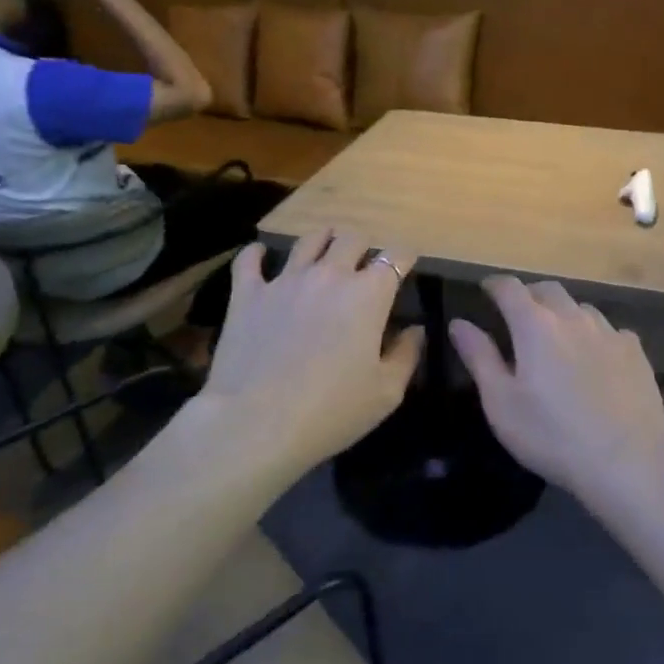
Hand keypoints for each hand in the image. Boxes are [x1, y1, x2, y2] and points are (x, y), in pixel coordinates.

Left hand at [202, 231, 423, 467]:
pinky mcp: (247, 294)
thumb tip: (416, 329)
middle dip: (364, 246)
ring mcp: (285, 280)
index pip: (396, 256)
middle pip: (353, 238)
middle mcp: (330, 275)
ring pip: (309, 240)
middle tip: (364, 263)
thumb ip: (406, 354)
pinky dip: (257, 255)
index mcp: (369, 294)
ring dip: (322, 240)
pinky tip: (259, 257)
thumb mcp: (386, 393)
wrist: (254, 425)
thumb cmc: (331, 412)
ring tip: (324, 248)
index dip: (405, 256)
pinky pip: (250, 260)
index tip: (407, 264)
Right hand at [450, 277, 663, 506]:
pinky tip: (595, 360)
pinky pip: (609, 330)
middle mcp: (572, 317)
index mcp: (535, 325)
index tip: (486, 290)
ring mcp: (608, 331)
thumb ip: (479, 357)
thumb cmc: (552, 435)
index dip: (494, 285)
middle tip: (517, 315)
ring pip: (579, 308)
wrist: (628, 461)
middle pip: (547, 290)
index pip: (509, 287)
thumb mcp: (502, 403)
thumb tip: (459, 323)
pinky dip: (594, 336)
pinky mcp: (635, 351)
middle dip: (528, 295)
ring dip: (562, 314)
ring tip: (556, 338)